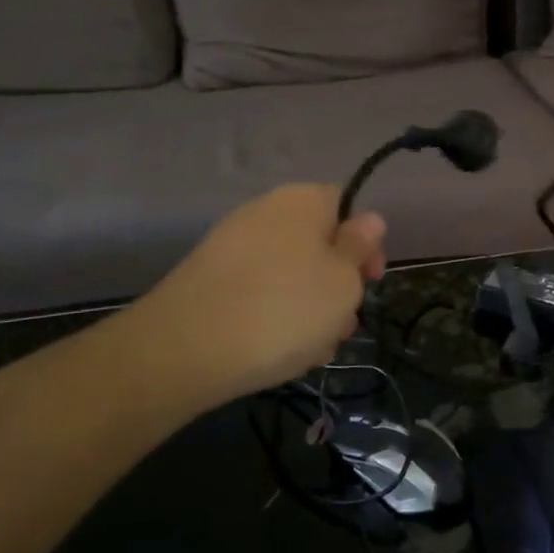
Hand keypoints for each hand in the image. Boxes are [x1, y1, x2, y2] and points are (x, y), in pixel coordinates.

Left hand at [110, 184, 386, 419]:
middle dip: (337, 285)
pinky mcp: (208, 280)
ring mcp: (232, 246)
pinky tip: (276, 352)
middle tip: (342, 324)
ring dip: (309, 308)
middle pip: (318, 244)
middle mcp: (265, 212)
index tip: (371, 282)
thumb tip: (369, 220)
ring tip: (311, 348)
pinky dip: (273, 316)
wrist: (183, 350)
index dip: (365, 244)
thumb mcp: (343, 281)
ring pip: (290, 273)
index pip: (347, 206)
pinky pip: (258, 292)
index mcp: (303, 201)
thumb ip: (360, 248)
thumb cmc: (284, 309)